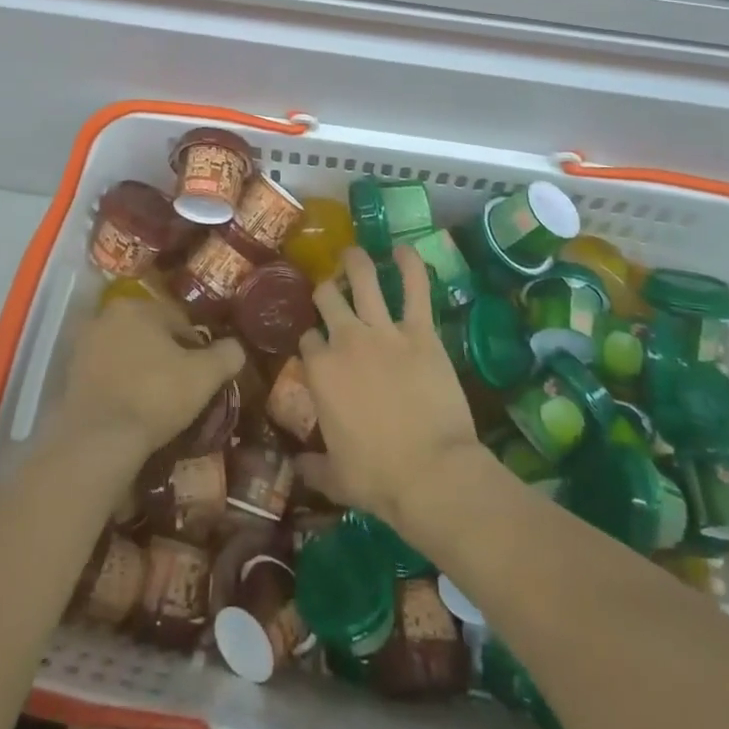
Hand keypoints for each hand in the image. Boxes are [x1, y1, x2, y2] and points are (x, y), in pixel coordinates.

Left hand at [55, 297, 245, 467]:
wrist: (97, 442)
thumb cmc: (155, 396)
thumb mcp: (204, 376)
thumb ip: (226, 355)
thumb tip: (236, 347)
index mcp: (136, 306)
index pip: (178, 319)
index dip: (197, 345)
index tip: (205, 371)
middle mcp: (105, 317)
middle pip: (149, 334)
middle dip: (167, 355)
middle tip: (184, 386)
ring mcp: (83, 347)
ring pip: (127, 354)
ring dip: (142, 370)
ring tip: (159, 401)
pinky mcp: (69, 378)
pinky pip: (107, 376)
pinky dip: (121, 387)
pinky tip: (134, 410)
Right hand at [296, 246, 487, 531]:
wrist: (432, 474)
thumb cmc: (378, 479)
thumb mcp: (335, 478)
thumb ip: (312, 467)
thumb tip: (296, 467)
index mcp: (320, 371)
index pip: (308, 339)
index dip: (312, 339)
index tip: (318, 345)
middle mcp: (345, 340)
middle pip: (327, 298)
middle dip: (325, 291)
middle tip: (331, 290)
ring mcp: (383, 331)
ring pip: (363, 278)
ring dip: (355, 261)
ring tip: (353, 253)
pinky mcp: (420, 331)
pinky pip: (415, 287)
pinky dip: (410, 264)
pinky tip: (403, 249)